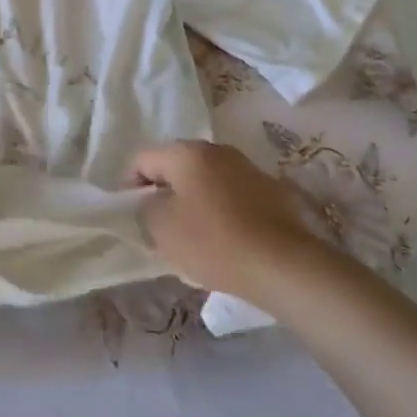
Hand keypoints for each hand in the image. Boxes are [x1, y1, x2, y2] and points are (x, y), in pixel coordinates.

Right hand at [131, 141, 330, 306]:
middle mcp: (217, 150)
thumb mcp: (161, 228)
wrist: (285, 266)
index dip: (130, 186)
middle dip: (164, 192)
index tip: (134, 215)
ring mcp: (247, 168)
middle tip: (159, 226)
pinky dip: (220, 210)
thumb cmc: (213, 241)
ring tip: (192, 235)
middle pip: (176, 167)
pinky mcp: (271, 191)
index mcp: (187, 152)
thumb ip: (145, 208)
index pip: (143, 159)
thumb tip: (152, 201)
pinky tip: (223, 239)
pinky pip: (231, 195)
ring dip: (193, 201)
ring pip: (205, 180)